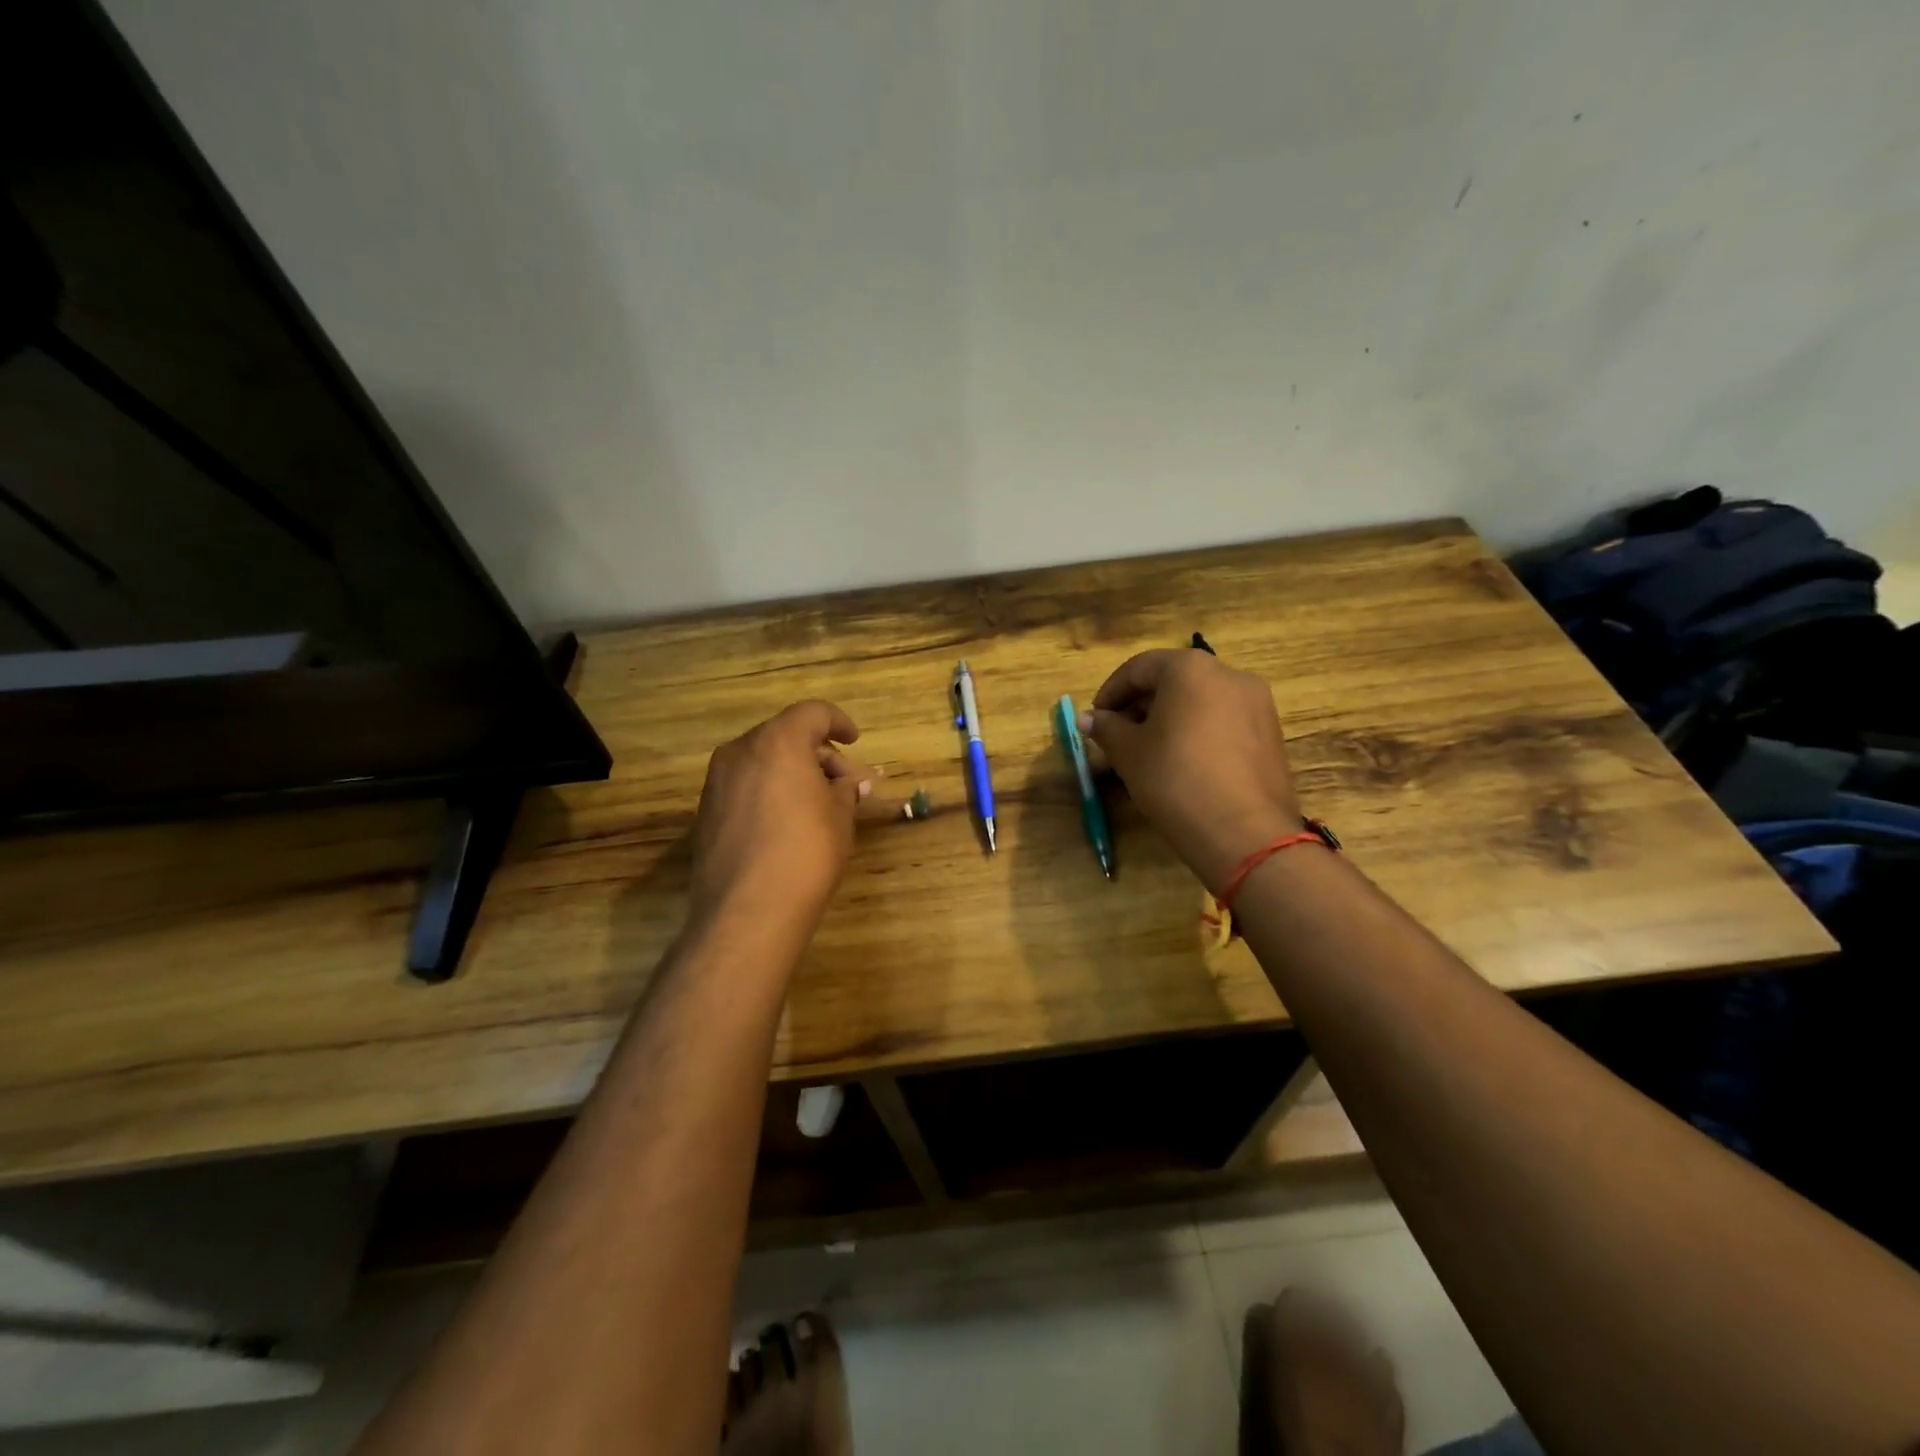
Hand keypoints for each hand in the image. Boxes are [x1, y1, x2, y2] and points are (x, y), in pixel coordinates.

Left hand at [688, 700, 869, 935]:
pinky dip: (769, 790)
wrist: (748, 910)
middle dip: (818, 754)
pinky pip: (745, 785)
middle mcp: (740, 751)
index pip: (812, 713)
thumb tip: (849, 784)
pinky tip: (787, 821)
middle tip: (845, 785)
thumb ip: (845, 790)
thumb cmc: (806, 852)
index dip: (838, 722)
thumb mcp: (840, 817)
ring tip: (819, 804)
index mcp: (778, 742)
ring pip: (762, 760)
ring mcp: (717, 781)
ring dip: (792, 772)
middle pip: (785, 736)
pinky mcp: (706, 811)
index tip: (854, 741)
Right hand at [1085, 650, 1303, 893]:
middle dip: (1140, 705)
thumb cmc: (1176, 781)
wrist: (1245, 834)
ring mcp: (1256, 703)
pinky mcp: (1270, 733)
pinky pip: (1223, 720)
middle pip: (1173, 680)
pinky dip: (1198, 731)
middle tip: (1118, 736)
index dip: (1110, 692)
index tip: (1095, 720)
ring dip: (1169, 718)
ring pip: (1200, 700)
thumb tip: (1088, 719)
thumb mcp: (1129, 754)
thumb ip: (1106, 729)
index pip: (1139, 668)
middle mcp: (1229, 674)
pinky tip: (1183, 762)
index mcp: (1190, 669)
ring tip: (1149, 751)